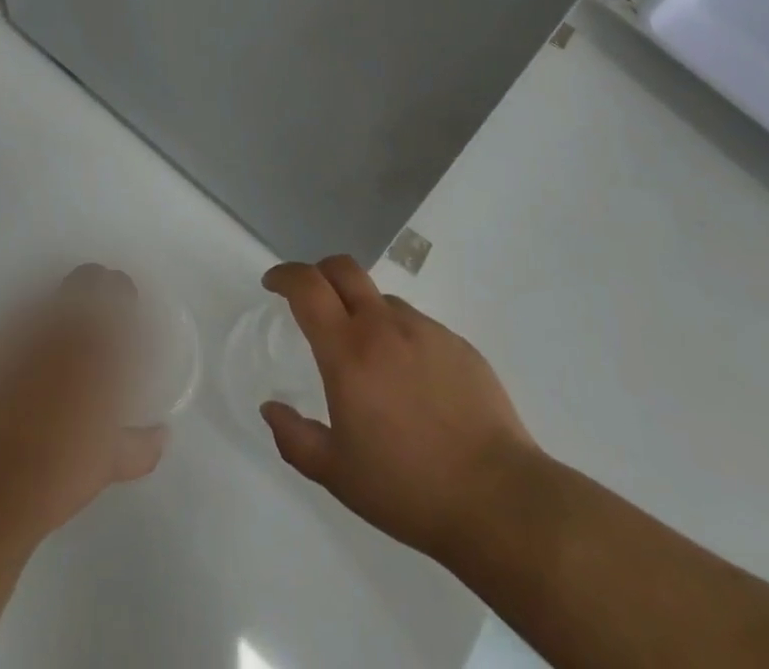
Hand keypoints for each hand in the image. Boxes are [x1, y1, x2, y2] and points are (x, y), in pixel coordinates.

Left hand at [0, 265, 167, 549]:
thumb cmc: (55, 476)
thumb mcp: (109, 463)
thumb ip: (141, 443)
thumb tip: (162, 434)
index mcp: (95, 343)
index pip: (118, 290)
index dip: (124, 297)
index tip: (126, 314)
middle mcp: (58, 325)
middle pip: (84, 278)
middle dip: (95, 291)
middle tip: (97, 323)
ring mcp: (18, 332)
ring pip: (48, 298)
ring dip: (59, 313)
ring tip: (58, 347)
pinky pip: (13, 328)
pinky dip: (23, 339)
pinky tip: (22, 369)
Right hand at [258, 256, 541, 560]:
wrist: (498, 500)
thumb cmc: (408, 489)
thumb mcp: (337, 474)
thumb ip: (295, 438)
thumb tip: (271, 408)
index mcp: (348, 351)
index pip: (307, 287)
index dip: (284, 275)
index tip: (273, 284)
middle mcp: (384, 326)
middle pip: (344, 269)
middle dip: (319, 272)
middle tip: (311, 298)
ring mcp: (426, 330)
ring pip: (382, 299)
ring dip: (363, 311)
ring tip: (368, 358)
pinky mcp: (458, 344)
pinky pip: (417, 326)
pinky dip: (400, 337)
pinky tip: (412, 382)